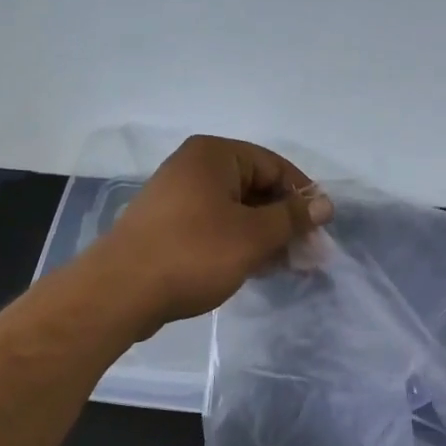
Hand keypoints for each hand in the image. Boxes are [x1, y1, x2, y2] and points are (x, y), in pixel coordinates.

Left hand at [93, 135, 333, 329]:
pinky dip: (239, 243)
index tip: (321, 228)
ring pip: (236, 210)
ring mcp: (178, 197)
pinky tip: (257, 268)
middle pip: (255, 187)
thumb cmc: (194, 253)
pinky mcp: (169, 227)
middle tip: (308, 253)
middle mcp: (194, 167)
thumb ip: (292, 217)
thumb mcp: (253, 235)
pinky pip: (215, 226)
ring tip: (288, 265)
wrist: (121, 291)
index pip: (274, 165)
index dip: (302, 195)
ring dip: (265, 235)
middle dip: (284, 220)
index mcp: (214, 155)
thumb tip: (325, 203)